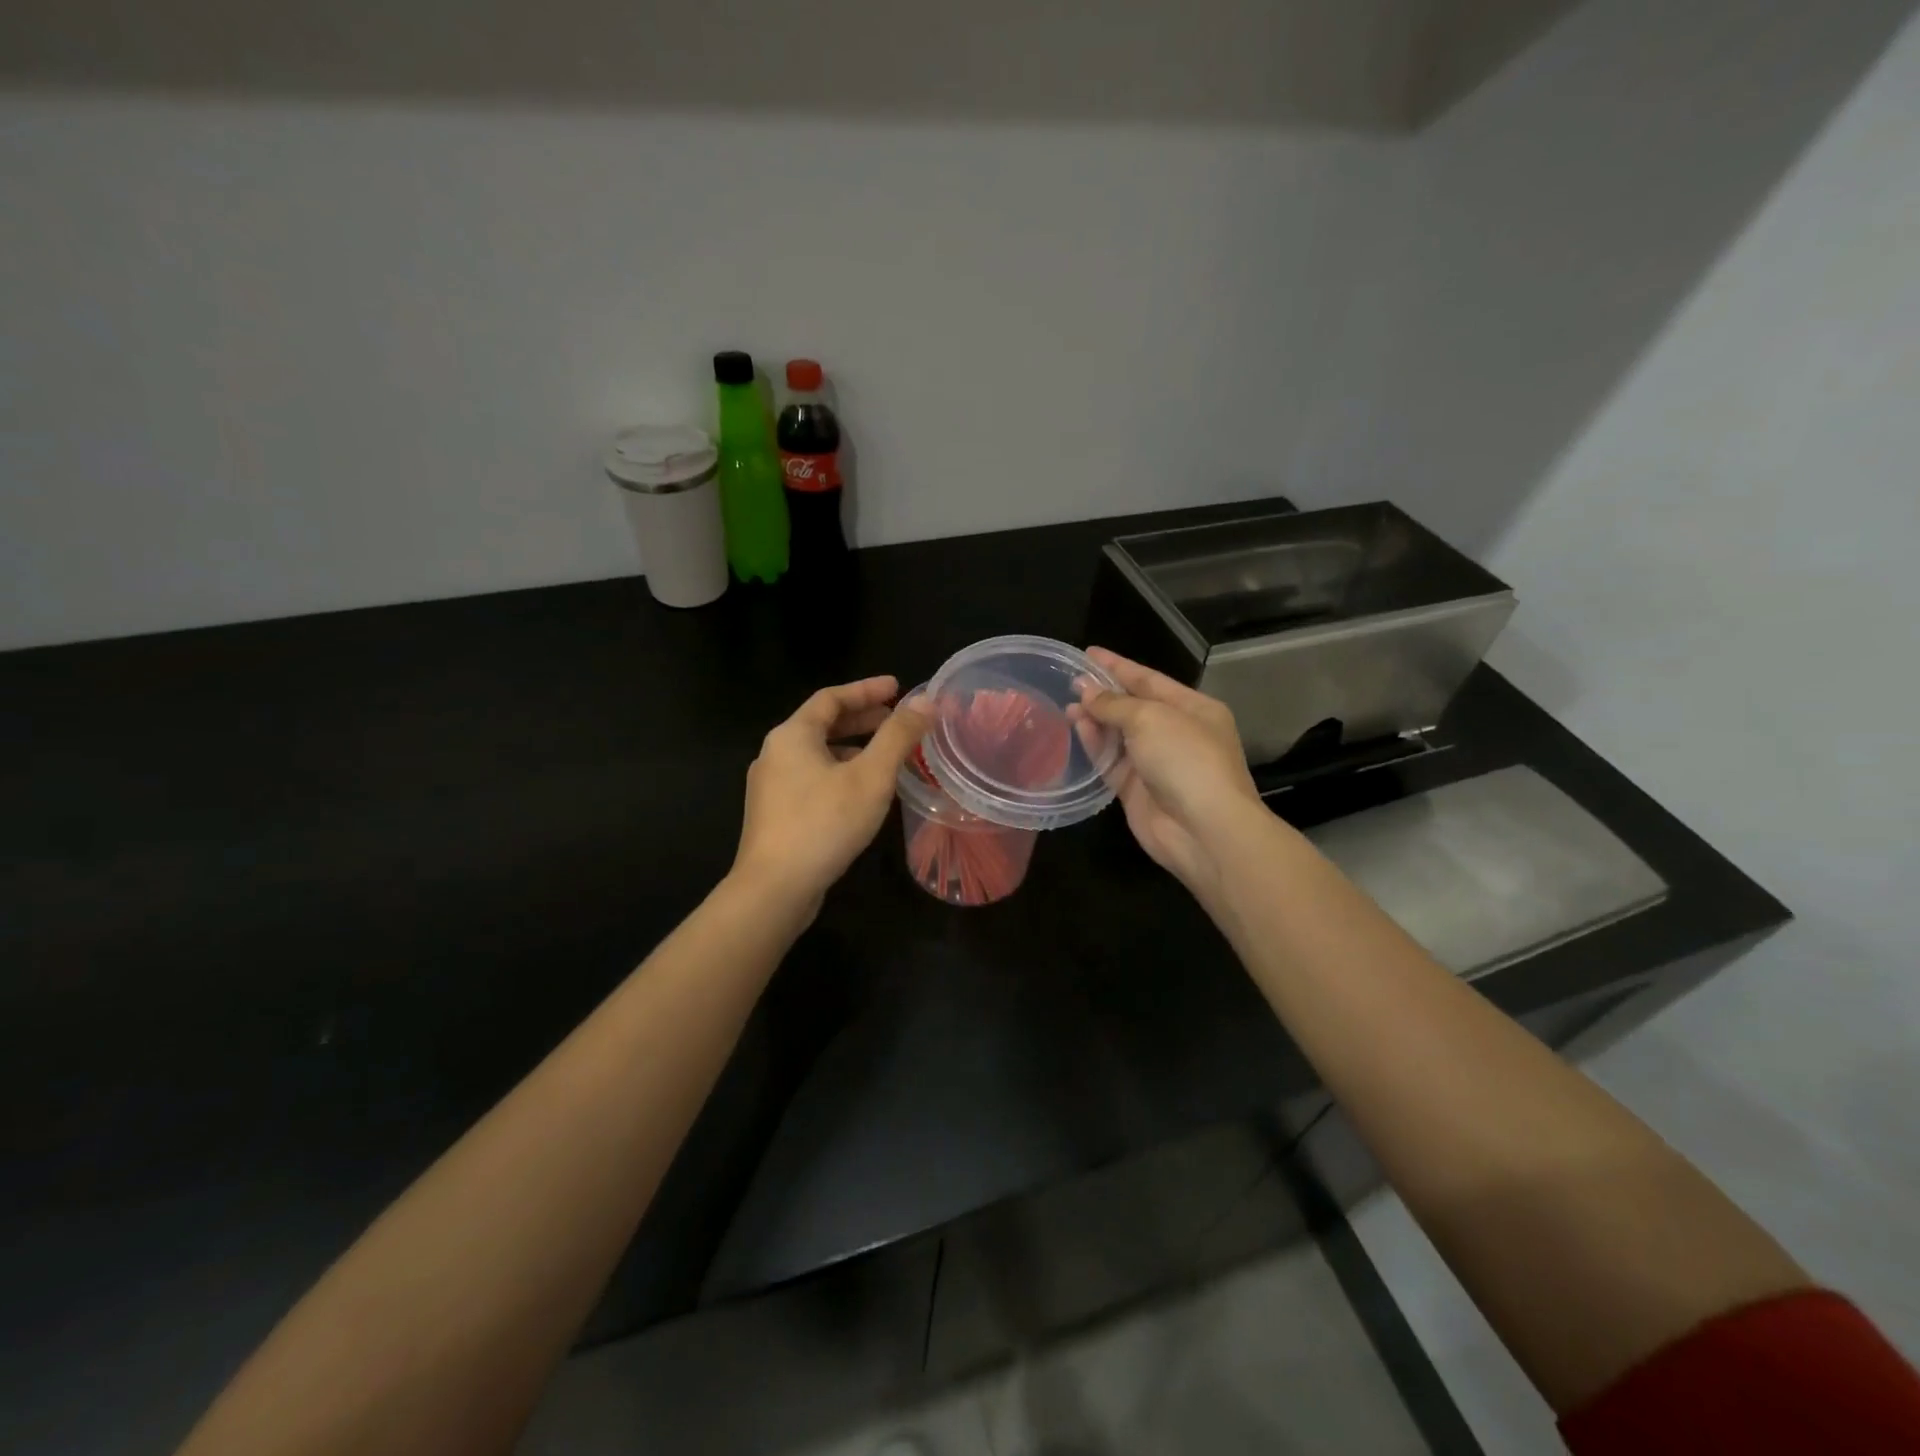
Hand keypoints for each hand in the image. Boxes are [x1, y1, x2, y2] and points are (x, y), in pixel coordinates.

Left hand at [732, 676, 928, 912]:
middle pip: (822, 725)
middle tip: (896, 721)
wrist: (774, 889)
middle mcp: (775, 754)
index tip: (897, 687)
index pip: (831, 698)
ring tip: (886, 758)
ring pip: (817, 755)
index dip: (866, 690)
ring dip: (852, 749)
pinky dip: (839, 773)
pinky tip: (861, 794)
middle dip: (861, 720)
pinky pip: (812, 779)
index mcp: (792, 735)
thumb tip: (924, 701)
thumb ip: (898, 736)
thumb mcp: (871, 777)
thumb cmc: (824, 823)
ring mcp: (770, 786)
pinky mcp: (774, 815)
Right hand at [1074, 647, 1263, 900]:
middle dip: (1104, 694)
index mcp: (1193, 708)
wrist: (1203, 829)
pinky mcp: (1136, 790)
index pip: (1150, 680)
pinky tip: (1076, 728)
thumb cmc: (1186, 760)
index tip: (1089, 653)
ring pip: (1119, 735)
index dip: (1118, 666)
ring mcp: (1156, 763)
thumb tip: (1086, 693)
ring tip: (1067, 705)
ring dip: (1095, 719)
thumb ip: (1115, 704)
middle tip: (1070, 681)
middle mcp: (1176, 733)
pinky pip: (1110, 761)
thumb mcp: (1151, 719)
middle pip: (1133, 707)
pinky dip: (1094, 745)